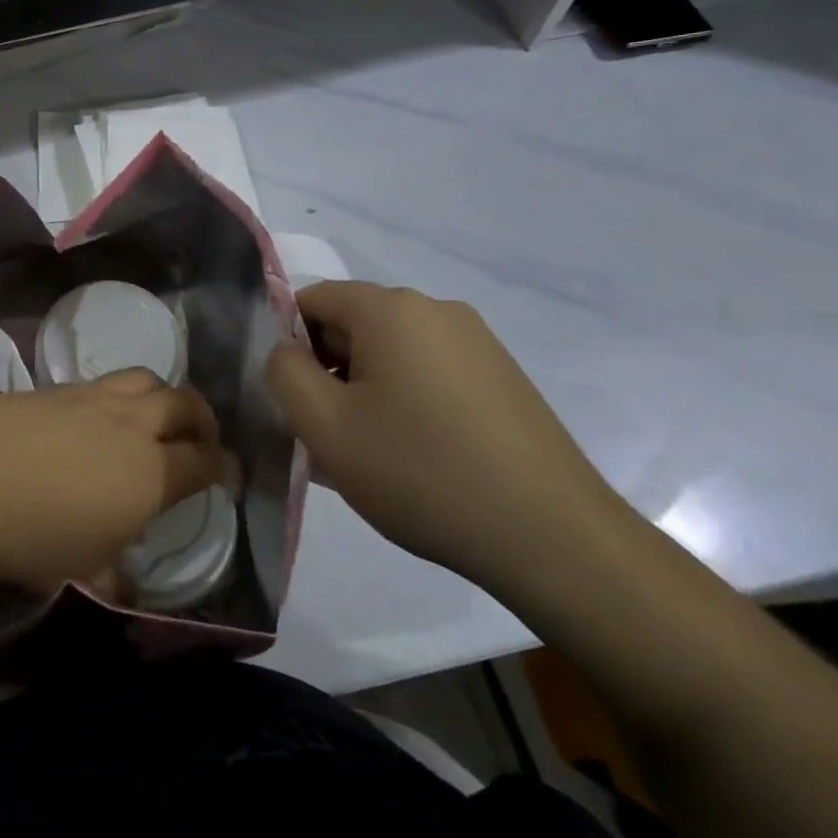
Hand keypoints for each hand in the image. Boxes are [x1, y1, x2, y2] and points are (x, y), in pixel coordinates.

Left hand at [0, 368, 238, 592]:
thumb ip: (115, 578)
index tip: (230, 474)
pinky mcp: (52, 387)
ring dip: (161, 394)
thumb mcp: (85, 574)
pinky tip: (93, 420)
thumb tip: (126, 588)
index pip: (206, 461)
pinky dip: (113, 397)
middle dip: (202, 417)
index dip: (226, 466)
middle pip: (182, 402)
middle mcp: (129, 424)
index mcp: (151, 472)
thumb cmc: (34, 541)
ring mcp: (88, 397)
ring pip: (143, 378)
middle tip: (201, 436)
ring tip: (153, 415)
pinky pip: (98, 383)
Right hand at [266, 281, 626, 594]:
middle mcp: (436, 309)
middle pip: (352, 324)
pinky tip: (418, 456)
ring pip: (391, 352)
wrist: (553, 538)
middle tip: (331, 435)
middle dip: (329, 371)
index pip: (310, 300)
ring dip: (366, 390)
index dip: (289, 346)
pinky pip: (430, 371)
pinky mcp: (503, 376)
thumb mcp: (325, 427)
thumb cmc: (422, 473)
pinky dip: (408, 400)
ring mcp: (477, 341)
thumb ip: (283, 373)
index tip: (298, 402)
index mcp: (390, 308)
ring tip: (375, 454)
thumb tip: (287, 351)